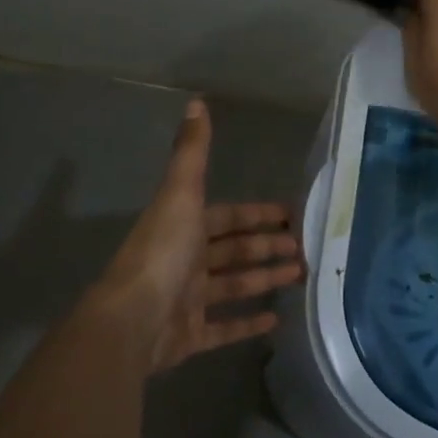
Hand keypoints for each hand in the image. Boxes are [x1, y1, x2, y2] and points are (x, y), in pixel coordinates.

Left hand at [94, 100, 305, 372]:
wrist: (131, 320)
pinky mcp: (190, 336)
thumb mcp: (181, 195)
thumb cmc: (162, 253)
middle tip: (306, 249)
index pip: (229, 217)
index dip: (258, 214)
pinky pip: (224, 328)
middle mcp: (187, 261)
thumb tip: (196, 101)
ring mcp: (188, 301)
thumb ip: (192, 152)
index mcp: (185, 228)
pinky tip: (276, 322)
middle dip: (268, 247)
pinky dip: (248, 324)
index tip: (291, 214)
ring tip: (301, 277)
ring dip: (265, 280)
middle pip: (235, 251)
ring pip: (234, 287)